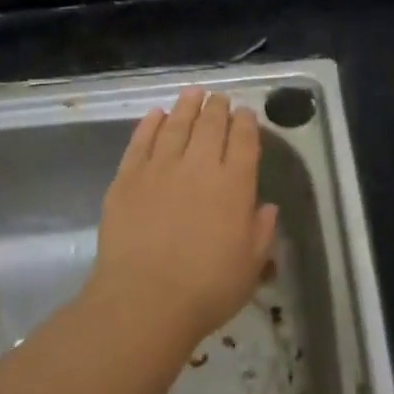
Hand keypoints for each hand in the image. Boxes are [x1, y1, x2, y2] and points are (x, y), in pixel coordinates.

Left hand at [84, 88, 278, 347]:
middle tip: (218, 98)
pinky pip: (141, 140)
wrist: (144, 299)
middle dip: (217, 108)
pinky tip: (155, 114)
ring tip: (192, 93)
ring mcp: (160, 168)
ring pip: (176, 125)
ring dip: (186, 106)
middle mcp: (199, 166)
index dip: (246, 123)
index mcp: (234, 186)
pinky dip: (150, 124)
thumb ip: (261, 232)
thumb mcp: (250, 268)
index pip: (244, 141)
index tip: (244, 112)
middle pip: (210, 125)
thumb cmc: (206, 289)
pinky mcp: (128, 177)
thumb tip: (266, 207)